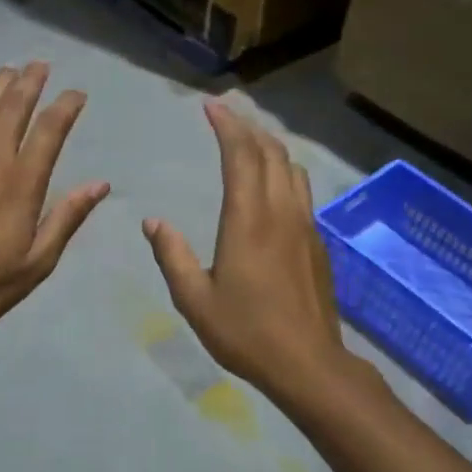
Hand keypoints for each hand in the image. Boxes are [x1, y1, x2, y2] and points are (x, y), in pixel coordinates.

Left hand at [0, 63, 108, 333]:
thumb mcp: (38, 261)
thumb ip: (67, 218)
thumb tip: (100, 184)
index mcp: (22, 183)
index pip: (49, 131)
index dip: (65, 107)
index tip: (78, 93)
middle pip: (12, 110)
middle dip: (29, 83)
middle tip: (40, 64)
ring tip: (7, 69)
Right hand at [143, 99, 351, 405]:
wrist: (309, 364)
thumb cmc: (246, 332)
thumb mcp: (195, 300)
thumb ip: (172, 256)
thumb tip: (154, 222)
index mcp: (248, 220)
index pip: (241, 156)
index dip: (227, 126)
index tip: (211, 106)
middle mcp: (281, 212)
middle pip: (271, 153)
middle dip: (248, 127)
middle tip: (226, 115)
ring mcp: (305, 226)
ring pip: (292, 169)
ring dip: (270, 147)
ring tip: (249, 142)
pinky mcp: (317, 243)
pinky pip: (301, 191)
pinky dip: (284, 172)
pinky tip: (272, 186)